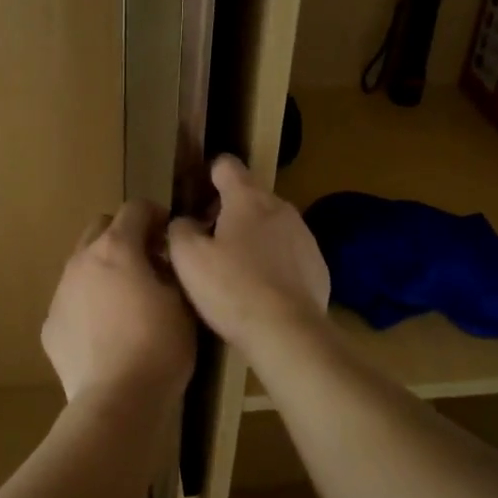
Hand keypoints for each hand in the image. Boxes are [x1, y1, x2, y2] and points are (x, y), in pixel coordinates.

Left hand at [42, 200, 196, 404]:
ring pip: (82, 265)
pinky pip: (72, 301)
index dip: (157, 216)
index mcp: (116, 248)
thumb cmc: (159, 347)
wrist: (117, 400)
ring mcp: (60, 293)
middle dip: (124, 236)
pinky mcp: (50, 325)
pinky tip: (106, 334)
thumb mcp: (183, 302)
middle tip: (148, 263)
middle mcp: (81, 261)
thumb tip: (163, 259)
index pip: (135, 208)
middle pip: (100, 228)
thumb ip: (172, 269)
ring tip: (126, 301)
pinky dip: (89, 305)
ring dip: (104, 270)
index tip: (170, 237)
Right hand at [168, 154, 329, 352]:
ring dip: (252, 236)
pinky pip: (289, 252)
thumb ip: (179, 230)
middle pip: (250, 195)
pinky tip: (260, 290)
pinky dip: (273, 261)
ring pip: (271, 224)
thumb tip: (184, 222)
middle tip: (207, 241)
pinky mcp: (318, 264)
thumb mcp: (188, 259)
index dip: (208, 175)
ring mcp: (304, 235)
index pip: (227, 165)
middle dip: (228, 211)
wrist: (287, 332)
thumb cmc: (232, 289)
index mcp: (247, 198)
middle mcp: (280, 207)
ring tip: (234, 269)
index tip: (196, 197)